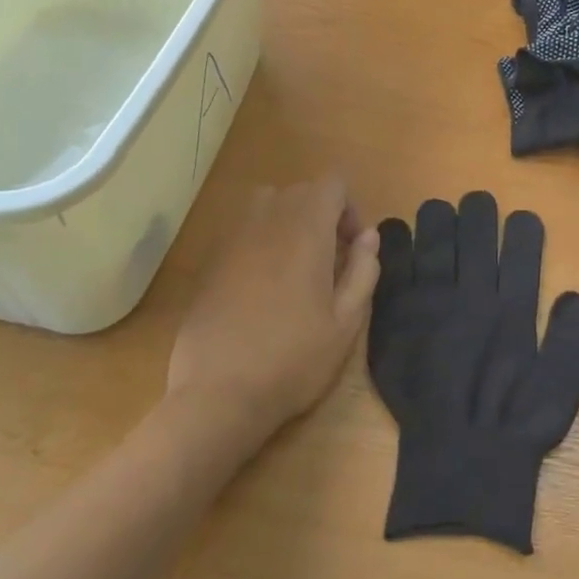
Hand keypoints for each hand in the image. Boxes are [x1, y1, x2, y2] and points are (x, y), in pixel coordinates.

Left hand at [162, 178, 380, 455]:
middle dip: (321, 215)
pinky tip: (262, 288)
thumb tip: (368, 236)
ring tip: (295, 267)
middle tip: (329, 263)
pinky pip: (242, 231)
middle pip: (300, 191)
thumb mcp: (347, 322)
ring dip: (288, 222)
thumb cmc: (294, 359)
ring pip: (267, 204)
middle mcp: (267, 222)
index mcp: (306, 231)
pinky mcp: (210, 262)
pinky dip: (260, 242)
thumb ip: (363, 270)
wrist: (218, 395)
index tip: (351, 248)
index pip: (332, 184)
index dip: (349, 209)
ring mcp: (232, 240)